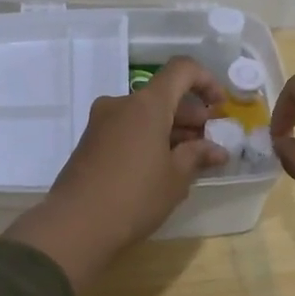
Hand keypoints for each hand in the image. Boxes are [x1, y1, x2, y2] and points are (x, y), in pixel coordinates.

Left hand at [5, 57, 227, 288]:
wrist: (75, 226)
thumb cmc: (135, 197)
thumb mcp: (176, 178)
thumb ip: (197, 156)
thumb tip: (216, 149)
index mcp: (147, 104)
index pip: (182, 70)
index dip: (206, 81)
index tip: (219, 108)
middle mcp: (122, 104)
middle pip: (163, 95)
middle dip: (190, 114)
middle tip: (209, 142)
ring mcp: (101, 122)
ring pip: (145, 114)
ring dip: (170, 129)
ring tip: (190, 159)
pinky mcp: (90, 142)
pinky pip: (128, 129)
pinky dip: (149, 138)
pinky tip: (161, 167)